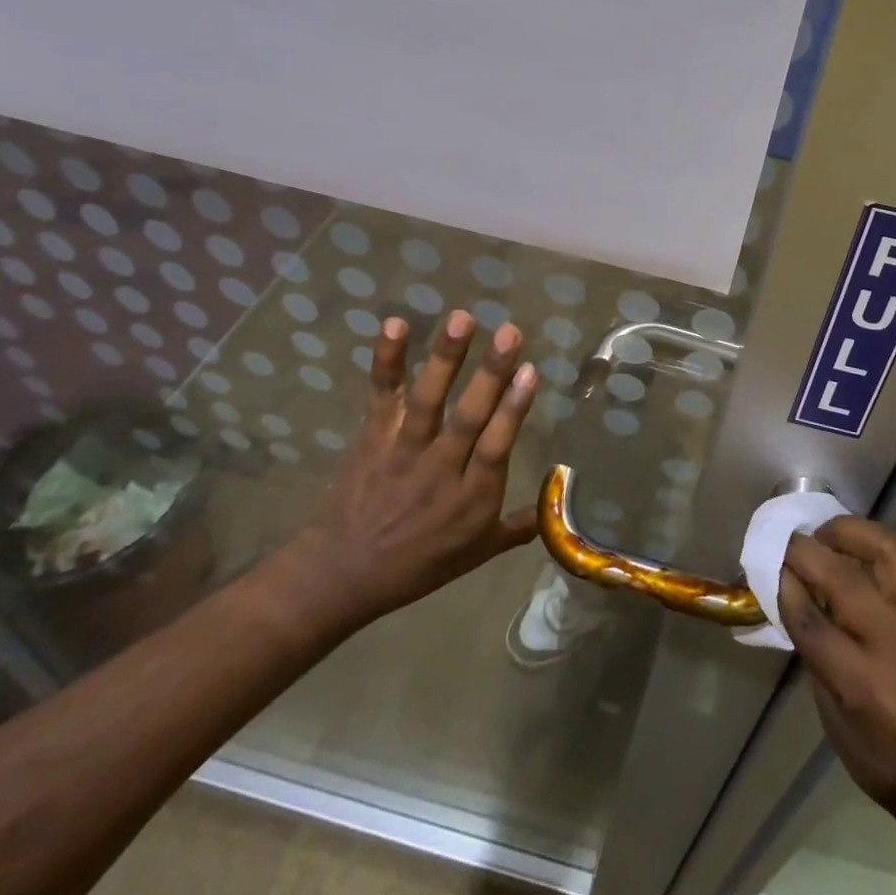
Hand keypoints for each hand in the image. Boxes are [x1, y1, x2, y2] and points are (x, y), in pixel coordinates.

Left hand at [272, 310, 539, 633]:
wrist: (341, 575)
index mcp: (471, 498)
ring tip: (462, 318)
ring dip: (445, 357)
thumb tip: (554, 508)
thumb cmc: (416, 565)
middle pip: (468, 417)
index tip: (531, 371)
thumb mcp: (474, 554)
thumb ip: (515, 527)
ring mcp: (404, 451)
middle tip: (510, 331)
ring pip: (428, 401)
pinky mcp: (373, 436)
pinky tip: (395, 325)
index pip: (497, 446)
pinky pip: (382, 394)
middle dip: (490, 373)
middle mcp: (441, 470)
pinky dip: (387, 360)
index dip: (513, 409)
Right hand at [779, 518, 895, 806]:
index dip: (786, 587)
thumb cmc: (878, 750)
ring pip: (887, 549)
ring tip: (822, 535)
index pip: (814, 624)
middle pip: (846, 580)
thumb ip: (811, 646)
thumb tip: (786, 588)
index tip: (767, 566)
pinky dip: (872, 537)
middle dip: (807, 552)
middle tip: (785, 543)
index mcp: (865, 687)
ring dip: (848, 531)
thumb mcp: (831, 713)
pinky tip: (848, 542)